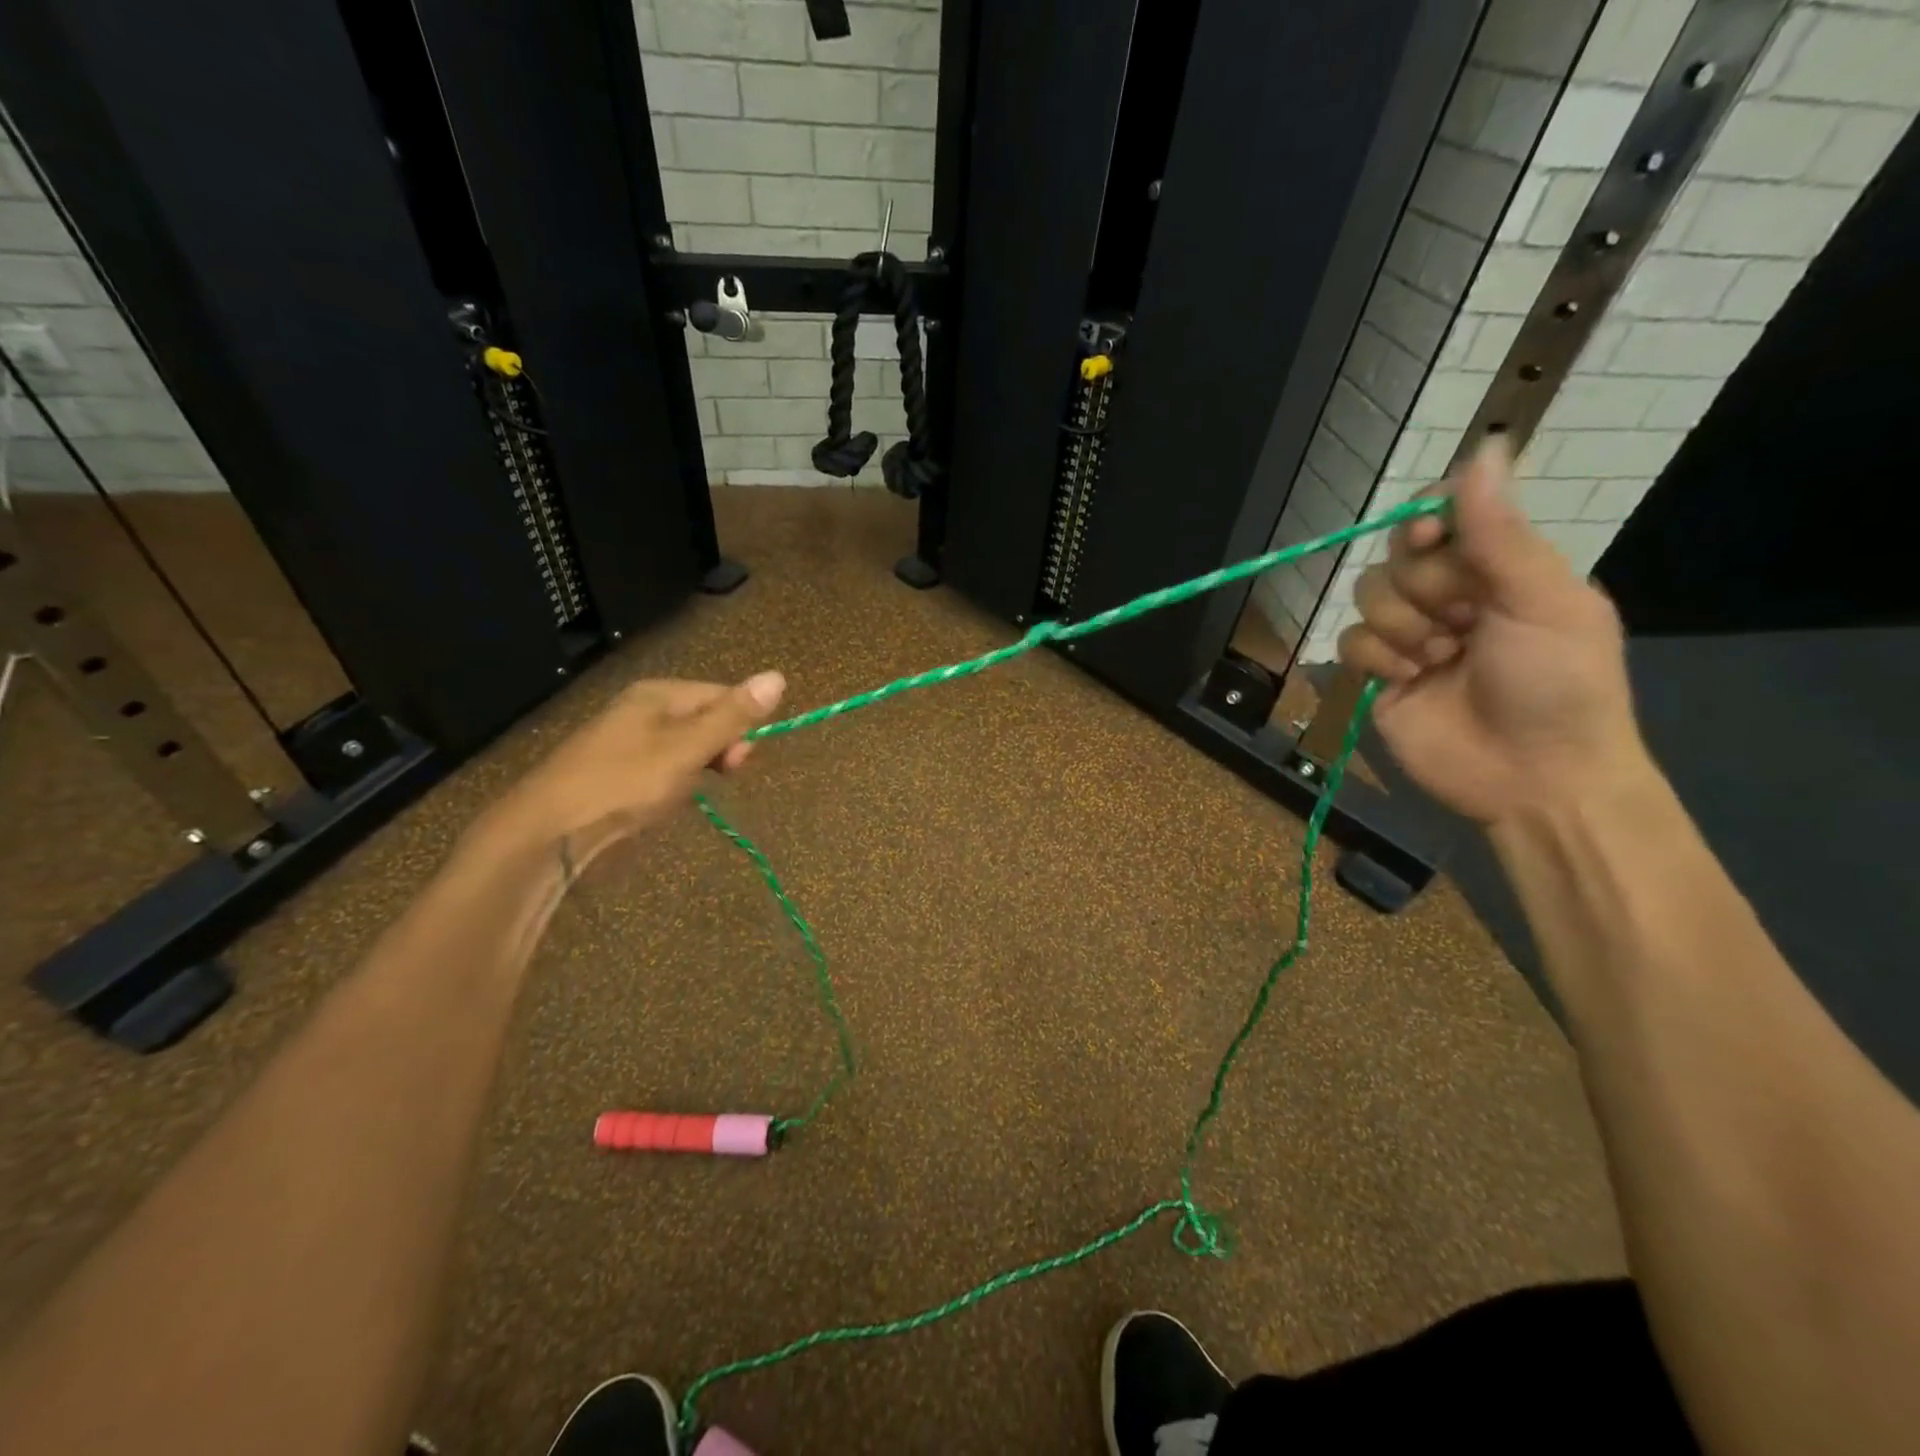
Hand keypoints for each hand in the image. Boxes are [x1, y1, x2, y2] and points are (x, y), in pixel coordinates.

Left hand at [487, 672, 785, 866]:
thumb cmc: (624, 783)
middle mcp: (642, 710)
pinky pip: (662, 770)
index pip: (721, 695)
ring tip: (684, 795)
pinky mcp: (615, 773)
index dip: (740, 725)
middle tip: (719, 778)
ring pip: (685, 749)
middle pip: (704, 721)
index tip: (740, 762)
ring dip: (697, 771)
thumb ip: (733, 716)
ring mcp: (626, 742)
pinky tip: (662, 803)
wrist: (548, 833)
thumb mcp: (687, 749)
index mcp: (658, 694)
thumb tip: (778, 676)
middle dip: (719, 750)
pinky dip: (672, 785)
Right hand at [1336, 441, 1646, 825]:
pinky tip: (1410, 679)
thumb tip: (1487, 445)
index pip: (1445, 514)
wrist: (1533, 778)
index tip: (1432, 534)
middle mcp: (1452, 595)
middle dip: (1425, 589)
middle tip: (1463, 623)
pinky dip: (1376, 658)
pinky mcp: (1380, 674)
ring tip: (1439, 659)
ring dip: (1401, 626)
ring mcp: (1412, 635)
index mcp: (1501, 568)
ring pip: (1368, 596)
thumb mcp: (1543, 601)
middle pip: (1398, 555)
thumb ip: (1501, 532)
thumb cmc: (1559, 685)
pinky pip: (1350, 641)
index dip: (1426, 517)